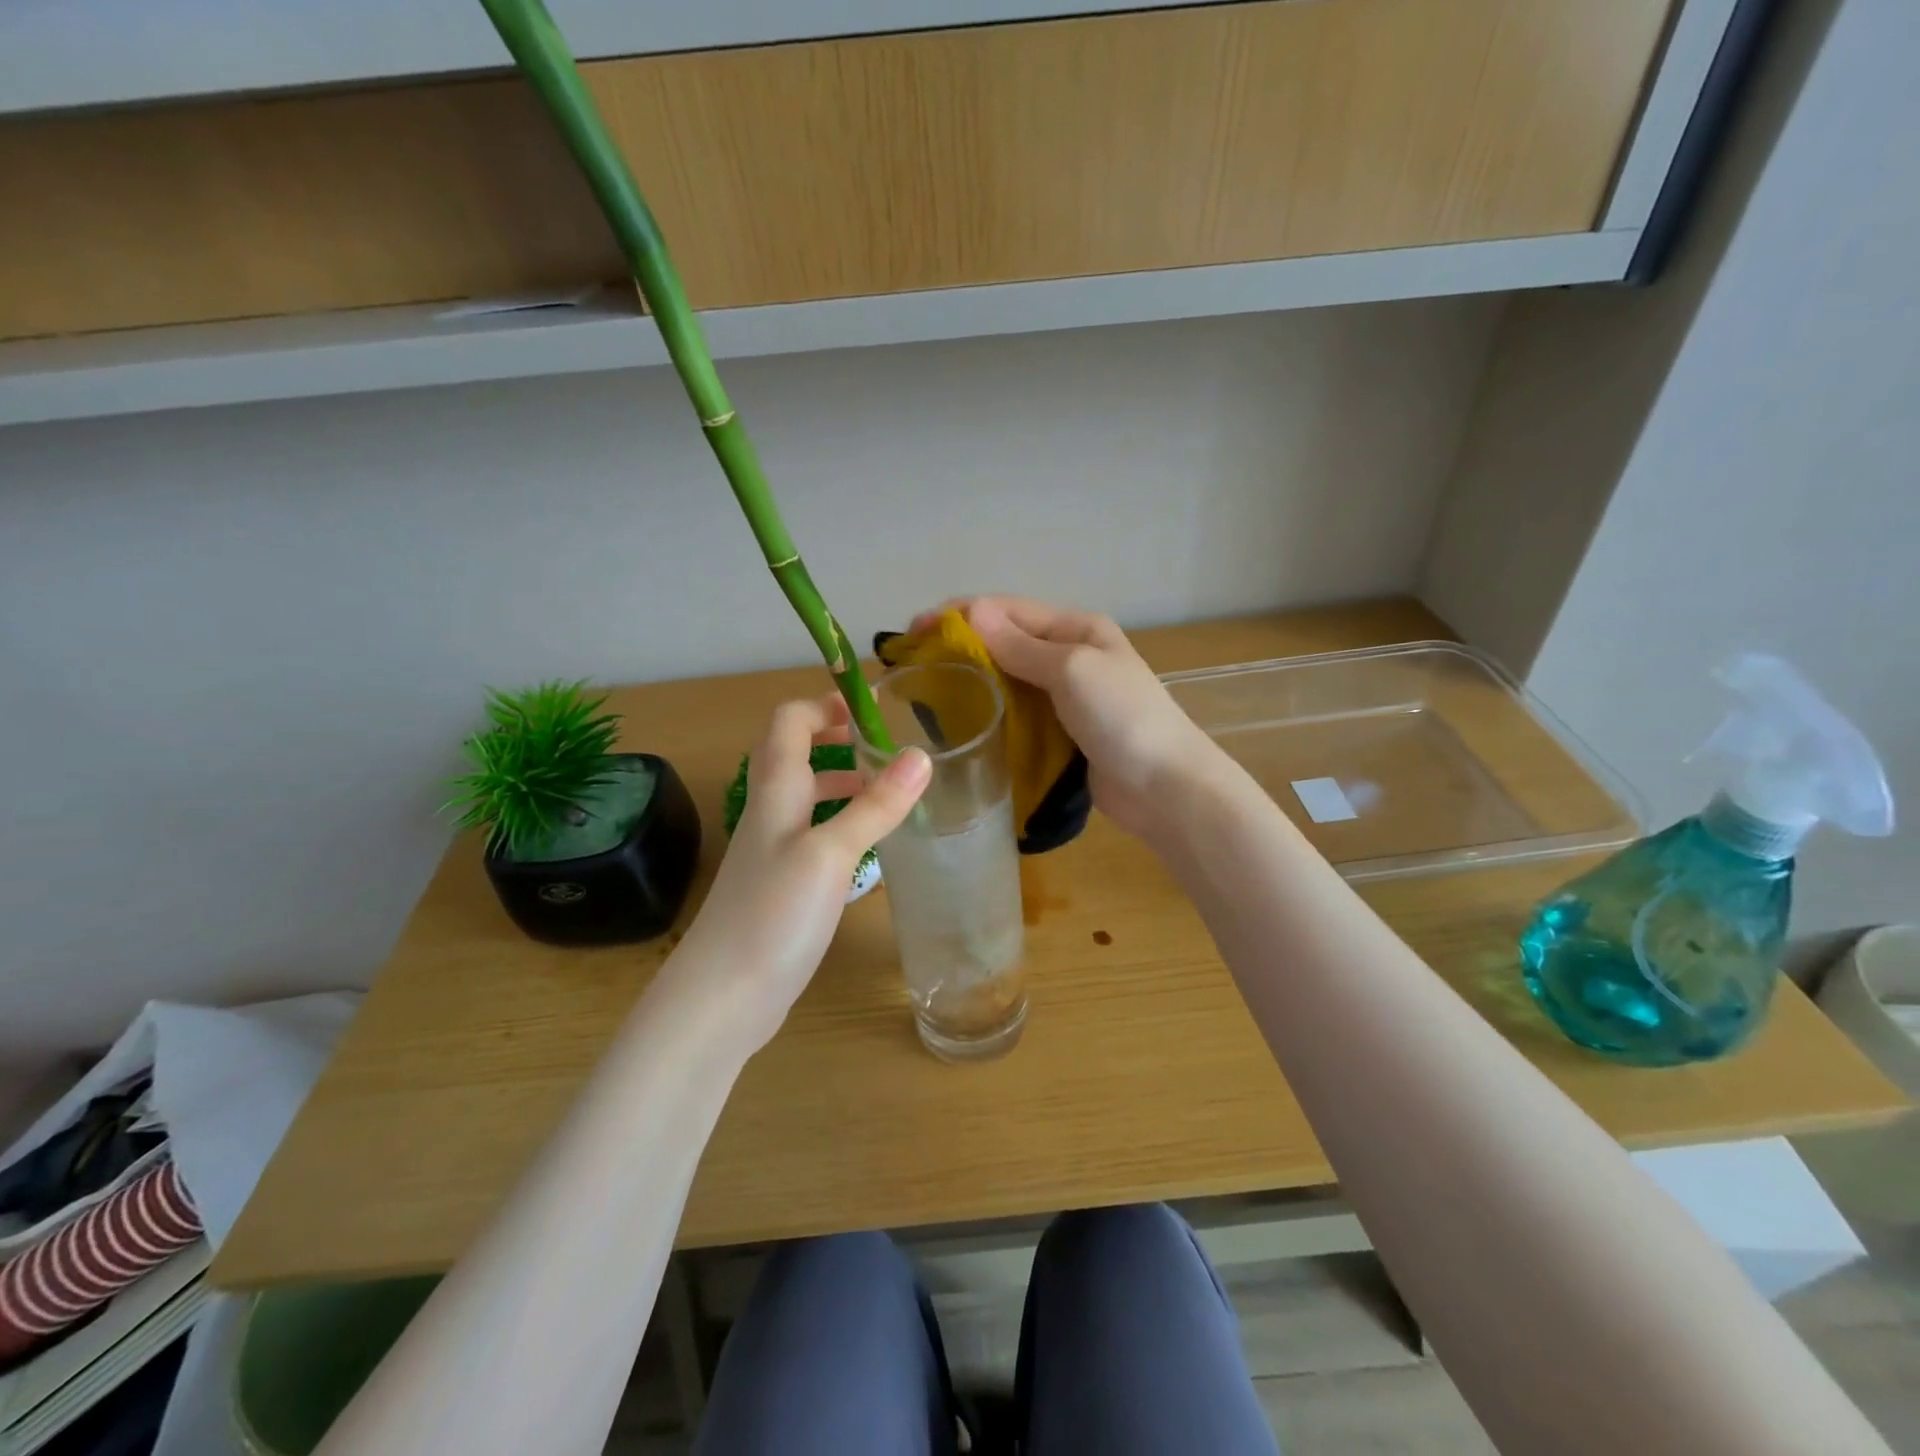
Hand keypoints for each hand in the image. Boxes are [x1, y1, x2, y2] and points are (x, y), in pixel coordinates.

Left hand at [670, 694, 929, 1051]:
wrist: (723, 997)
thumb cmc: (773, 914)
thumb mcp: (831, 853)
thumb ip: (875, 805)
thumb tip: (921, 755)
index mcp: (776, 790)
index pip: (790, 721)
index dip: (826, 704)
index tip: (873, 707)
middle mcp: (771, 812)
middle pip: (797, 754)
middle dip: (839, 739)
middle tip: (886, 747)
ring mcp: (774, 850)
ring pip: (808, 797)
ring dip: (844, 782)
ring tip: (889, 791)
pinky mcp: (782, 885)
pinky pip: (814, 834)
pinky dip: (843, 823)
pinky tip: (870, 846)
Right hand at [924, 597, 1226, 841]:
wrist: (1164, 788)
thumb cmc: (1122, 717)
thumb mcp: (1071, 670)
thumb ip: (1020, 645)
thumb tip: (972, 611)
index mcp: (1077, 628)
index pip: (1008, 610)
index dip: (960, 615)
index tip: (914, 629)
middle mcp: (1070, 655)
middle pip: (1006, 642)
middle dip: (961, 645)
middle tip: (913, 660)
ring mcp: (1066, 696)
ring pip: (1008, 678)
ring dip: (972, 678)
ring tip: (927, 688)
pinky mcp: (1061, 732)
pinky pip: (1018, 712)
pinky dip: (990, 711)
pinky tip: (962, 719)